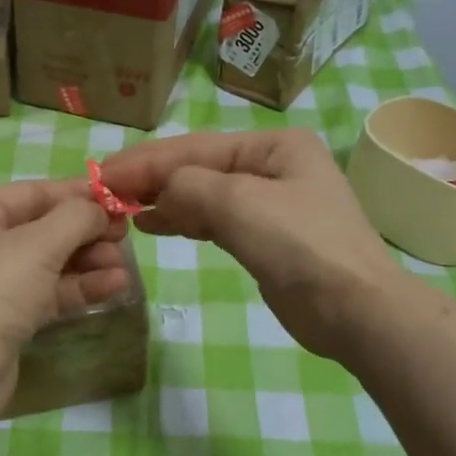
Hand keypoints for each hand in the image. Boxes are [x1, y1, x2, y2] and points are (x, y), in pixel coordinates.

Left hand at [0, 178, 129, 426]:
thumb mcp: (37, 245)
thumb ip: (75, 218)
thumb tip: (99, 209)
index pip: (32, 193)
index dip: (77, 193)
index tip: (118, 197)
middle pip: (43, 227)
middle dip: (85, 232)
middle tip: (125, 235)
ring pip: (49, 262)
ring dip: (88, 262)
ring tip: (124, 266)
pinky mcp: (7, 317)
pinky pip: (49, 292)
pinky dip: (79, 288)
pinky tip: (115, 286)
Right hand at [101, 129, 401, 362]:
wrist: (355, 310)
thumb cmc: (300, 246)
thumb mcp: (239, 203)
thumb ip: (188, 186)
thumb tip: (158, 193)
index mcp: (273, 145)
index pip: (195, 148)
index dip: (145, 161)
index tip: (100, 174)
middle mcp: (272, 165)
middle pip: (198, 167)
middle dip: (151, 178)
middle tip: (103, 191)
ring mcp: (270, 203)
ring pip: (203, 194)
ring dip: (163, 200)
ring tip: (121, 208)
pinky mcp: (264, 238)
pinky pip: (213, 220)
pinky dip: (182, 221)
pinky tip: (153, 224)